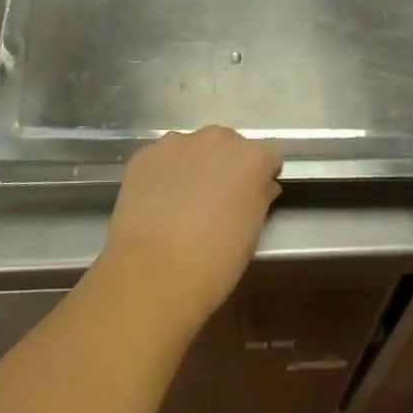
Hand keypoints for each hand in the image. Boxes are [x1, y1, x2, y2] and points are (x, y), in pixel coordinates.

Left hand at [99, 126, 282, 332]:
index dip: (261, 174)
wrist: (153, 273)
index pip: (267, 155)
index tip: (253, 195)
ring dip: (192, 166)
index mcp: (251, 157)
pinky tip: (155, 203)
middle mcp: (216, 139)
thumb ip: (259, 197)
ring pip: (191, 148)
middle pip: (227, 144)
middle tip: (215, 198)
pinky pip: (161, 159)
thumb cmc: (215, 261)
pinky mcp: (144, 154)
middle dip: (224, 165)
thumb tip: (260, 186)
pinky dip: (162, 174)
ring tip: (180, 202)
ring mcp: (176, 143)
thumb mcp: (252, 233)